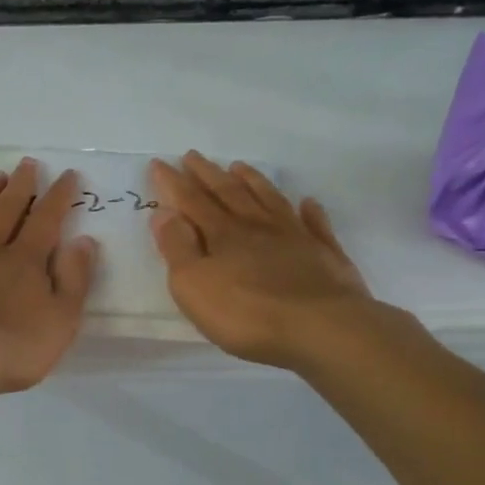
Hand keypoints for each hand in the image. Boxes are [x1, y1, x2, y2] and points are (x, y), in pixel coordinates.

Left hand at [0, 158, 98, 395]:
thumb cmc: (10, 347)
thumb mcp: (61, 321)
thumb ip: (74, 279)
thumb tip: (83, 241)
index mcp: (25, 261)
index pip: (47, 220)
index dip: (59, 196)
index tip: (67, 174)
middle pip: (6, 210)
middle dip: (20, 186)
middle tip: (27, 163)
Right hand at [149, 152, 374, 372]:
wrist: (321, 329)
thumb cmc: (246, 313)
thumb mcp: (193, 285)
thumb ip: (177, 248)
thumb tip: (164, 213)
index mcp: (223, 234)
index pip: (192, 201)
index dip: (173, 182)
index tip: (159, 163)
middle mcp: (257, 227)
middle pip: (229, 193)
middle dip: (208, 174)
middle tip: (193, 156)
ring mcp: (296, 238)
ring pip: (270, 200)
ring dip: (253, 181)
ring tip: (240, 166)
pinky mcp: (325, 255)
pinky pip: (316, 225)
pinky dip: (310, 211)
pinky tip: (308, 203)